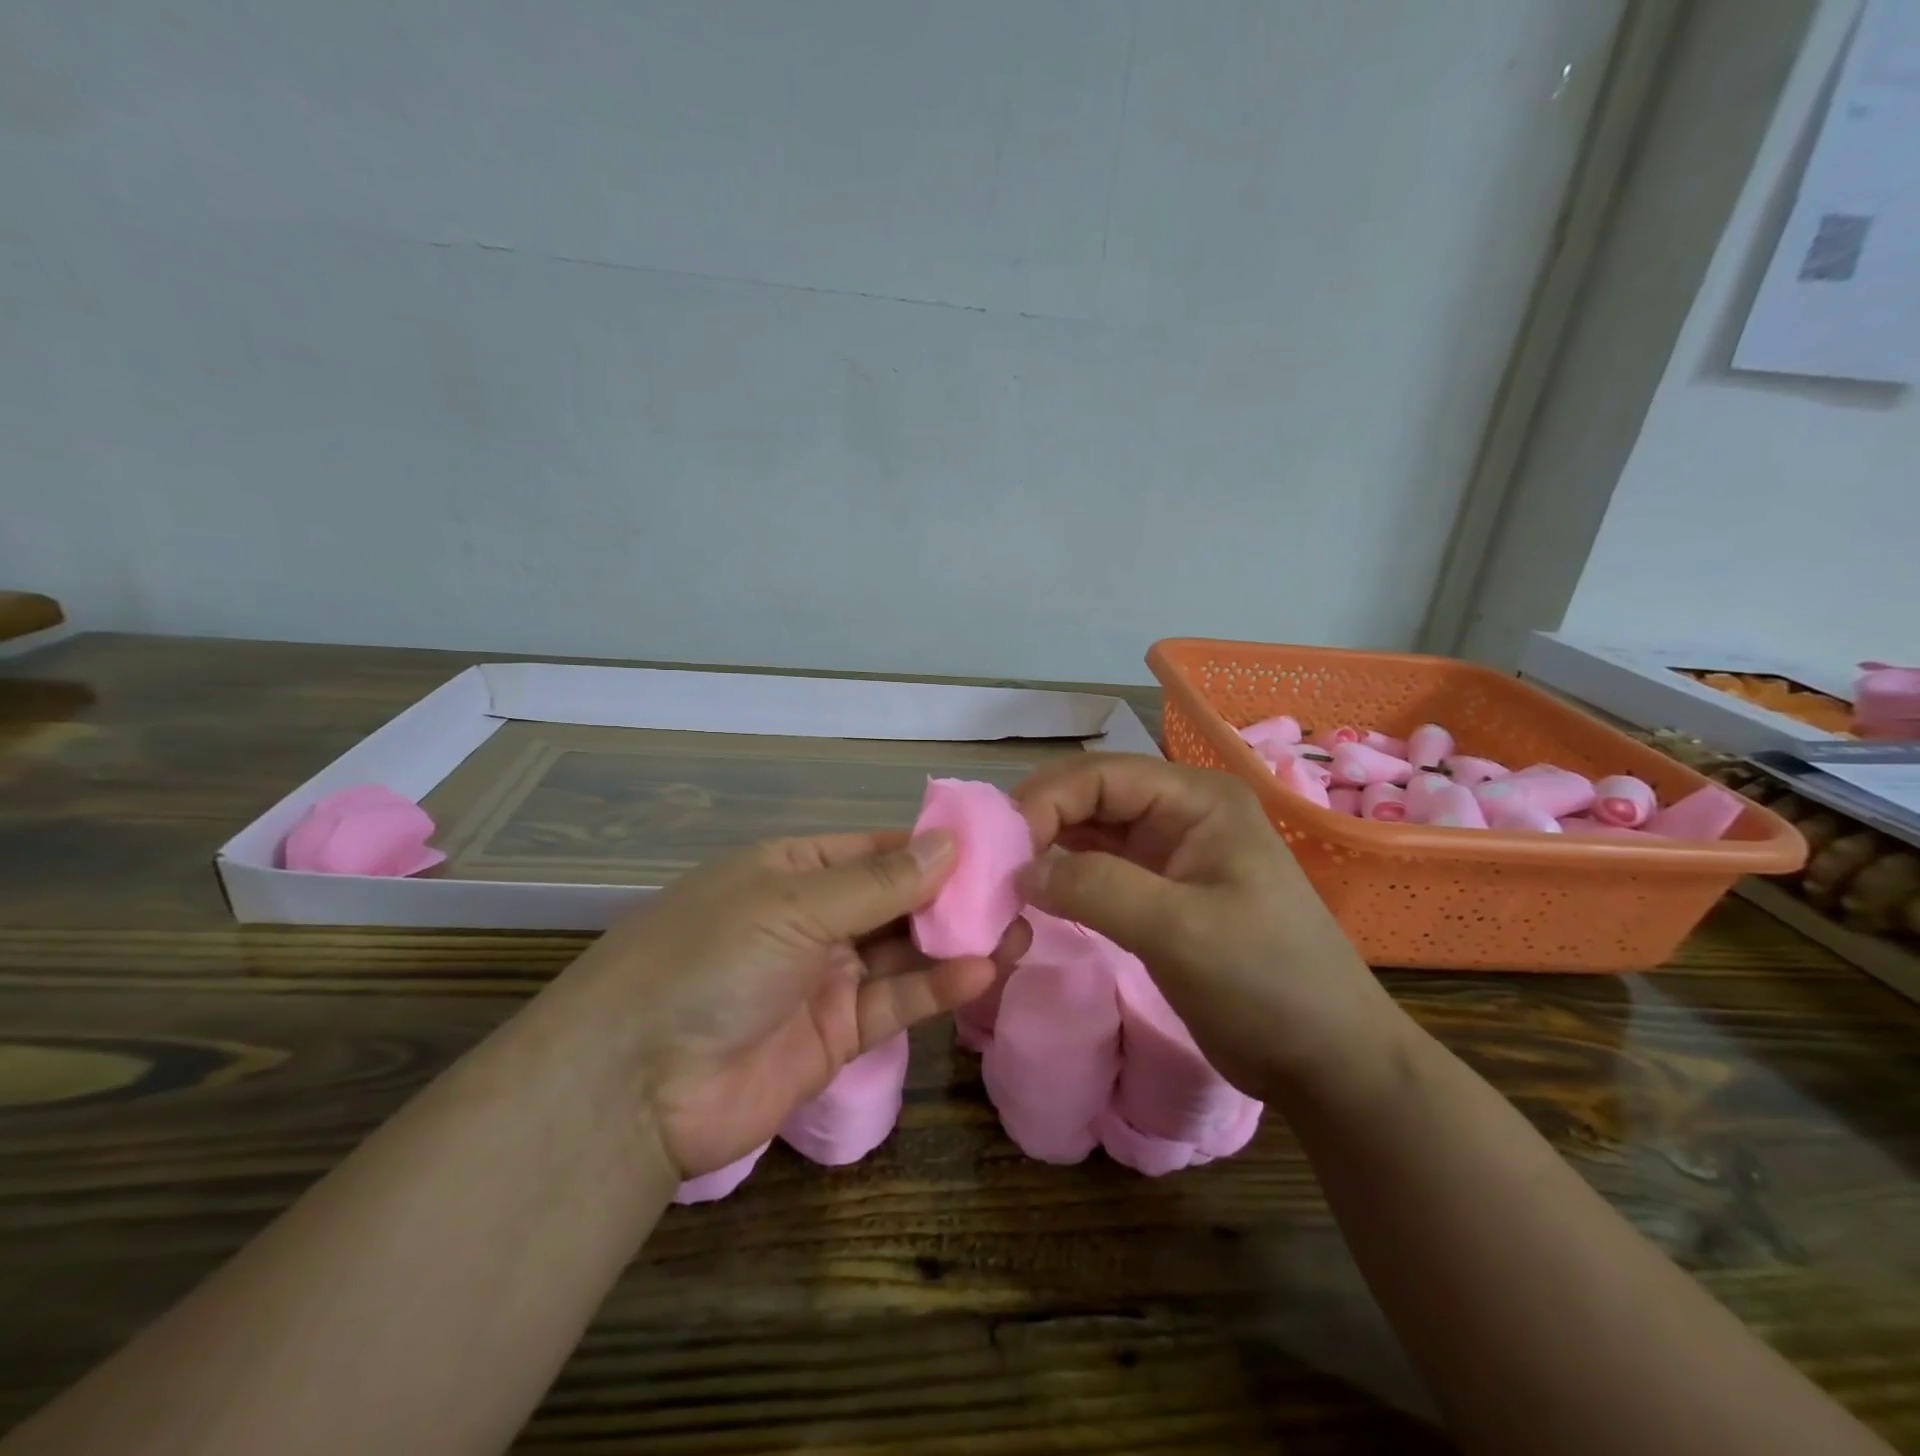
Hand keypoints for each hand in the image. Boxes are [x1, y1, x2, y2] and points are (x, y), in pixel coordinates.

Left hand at [560, 831, 1027, 1178]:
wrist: (635, 1086)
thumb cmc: (711, 961)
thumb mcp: (793, 905)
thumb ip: (878, 883)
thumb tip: (950, 843)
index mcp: (794, 870)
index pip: (877, 849)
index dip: (933, 847)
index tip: (996, 845)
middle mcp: (814, 918)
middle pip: (898, 899)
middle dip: (955, 896)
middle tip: (1020, 890)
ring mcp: (827, 977)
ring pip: (906, 952)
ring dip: (958, 941)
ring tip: (1020, 928)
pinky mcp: (838, 1035)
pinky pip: (897, 1002)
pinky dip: (939, 988)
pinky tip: (983, 970)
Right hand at [1013, 754, 1402, 1102]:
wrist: (1325, 1061)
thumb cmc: (1266, 983)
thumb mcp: (1180, 931)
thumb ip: (1096, 889)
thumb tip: (1022, 869)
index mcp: (1197, 799)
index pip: (1102, 774)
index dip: (1046, 799)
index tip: (1001, 846)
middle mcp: (1181, 812)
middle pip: (1093, 795)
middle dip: (1041, 820)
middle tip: (993, 861)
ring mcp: (1170, 852)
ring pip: (1091, 831)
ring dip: (1047, 848)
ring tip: (1003, 876)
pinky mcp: (1160, 892)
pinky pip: (1099, 869)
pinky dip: (1064, 877)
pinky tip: (1035, 894)